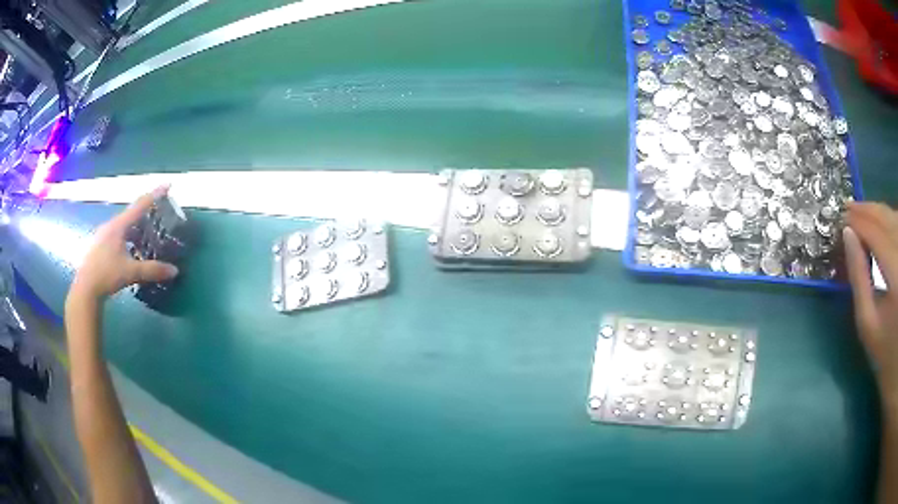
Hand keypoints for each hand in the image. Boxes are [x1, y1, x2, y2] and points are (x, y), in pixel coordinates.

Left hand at [70, 186, 178, 300]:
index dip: (155, 195)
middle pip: (131, 215)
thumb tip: (174, 271)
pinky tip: (129, 251)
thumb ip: (152, 270)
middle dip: (145, 214)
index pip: (140, 205)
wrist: (85, 290)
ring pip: (123, 226)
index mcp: (118, 226)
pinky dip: (127, 238)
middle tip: (158, 217)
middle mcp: (110, 226)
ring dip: (135, 229)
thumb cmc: (107, 275)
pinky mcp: (99, 246)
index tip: (168, 185)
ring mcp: (103, 235)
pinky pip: (117, 235)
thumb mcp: (131, 273)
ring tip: (145, 237)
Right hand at [845, 202, 897, 408]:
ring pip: (894, 217)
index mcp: (895, 271)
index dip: (857, 220)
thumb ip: (859, 279)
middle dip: (867, 210)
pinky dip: (890, 220)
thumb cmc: (885, 357)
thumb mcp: (869, 327)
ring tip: (864, 215)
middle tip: (848, 208)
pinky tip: (884, 225)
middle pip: (886, 217)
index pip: (875, 231)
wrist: (896, 367)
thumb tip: (847, 237)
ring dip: (879, 213)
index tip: (840, 216)